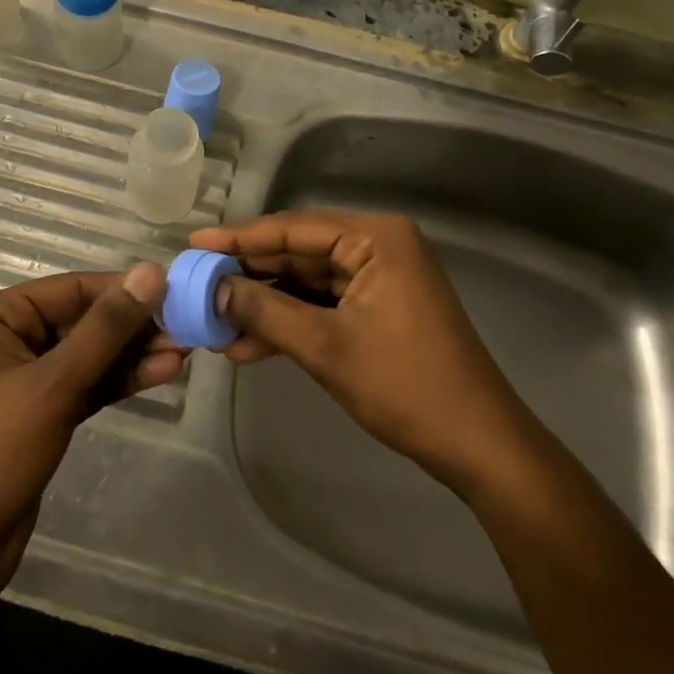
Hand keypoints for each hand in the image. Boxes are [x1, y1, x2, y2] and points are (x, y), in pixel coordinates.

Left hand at [0, 264, 178, 600]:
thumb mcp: (53, 385)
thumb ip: (105, 329)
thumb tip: (151, 272)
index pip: (72, 289)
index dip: (124, 290)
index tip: (178, 292)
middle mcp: (9, 337)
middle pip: (83, 319)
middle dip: (133, 326)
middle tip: (187, 327)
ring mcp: (25, 377)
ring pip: (89, 353)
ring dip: (133, 353)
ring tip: (184, 350)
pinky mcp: (41, 413)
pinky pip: (86, 383)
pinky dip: (119, 380)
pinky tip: (160, 372)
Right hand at [190, 211, 521, 493]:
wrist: (478, 446)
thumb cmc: (405, 386)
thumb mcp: (326, 347)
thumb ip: (265, 311)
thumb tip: (212, 289)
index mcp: (376, 237)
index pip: (293, 227)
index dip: (240, 238)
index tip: (195, 243)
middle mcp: (378, 246)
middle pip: (299, 252)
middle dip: (250, 276)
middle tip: (198, 286)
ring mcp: (380, 278)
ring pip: (307, 281)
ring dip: (265, 304)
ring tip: (215, 323)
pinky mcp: (379, 308)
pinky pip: (324, 305)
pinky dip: (290, 322)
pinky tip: (249, 344)